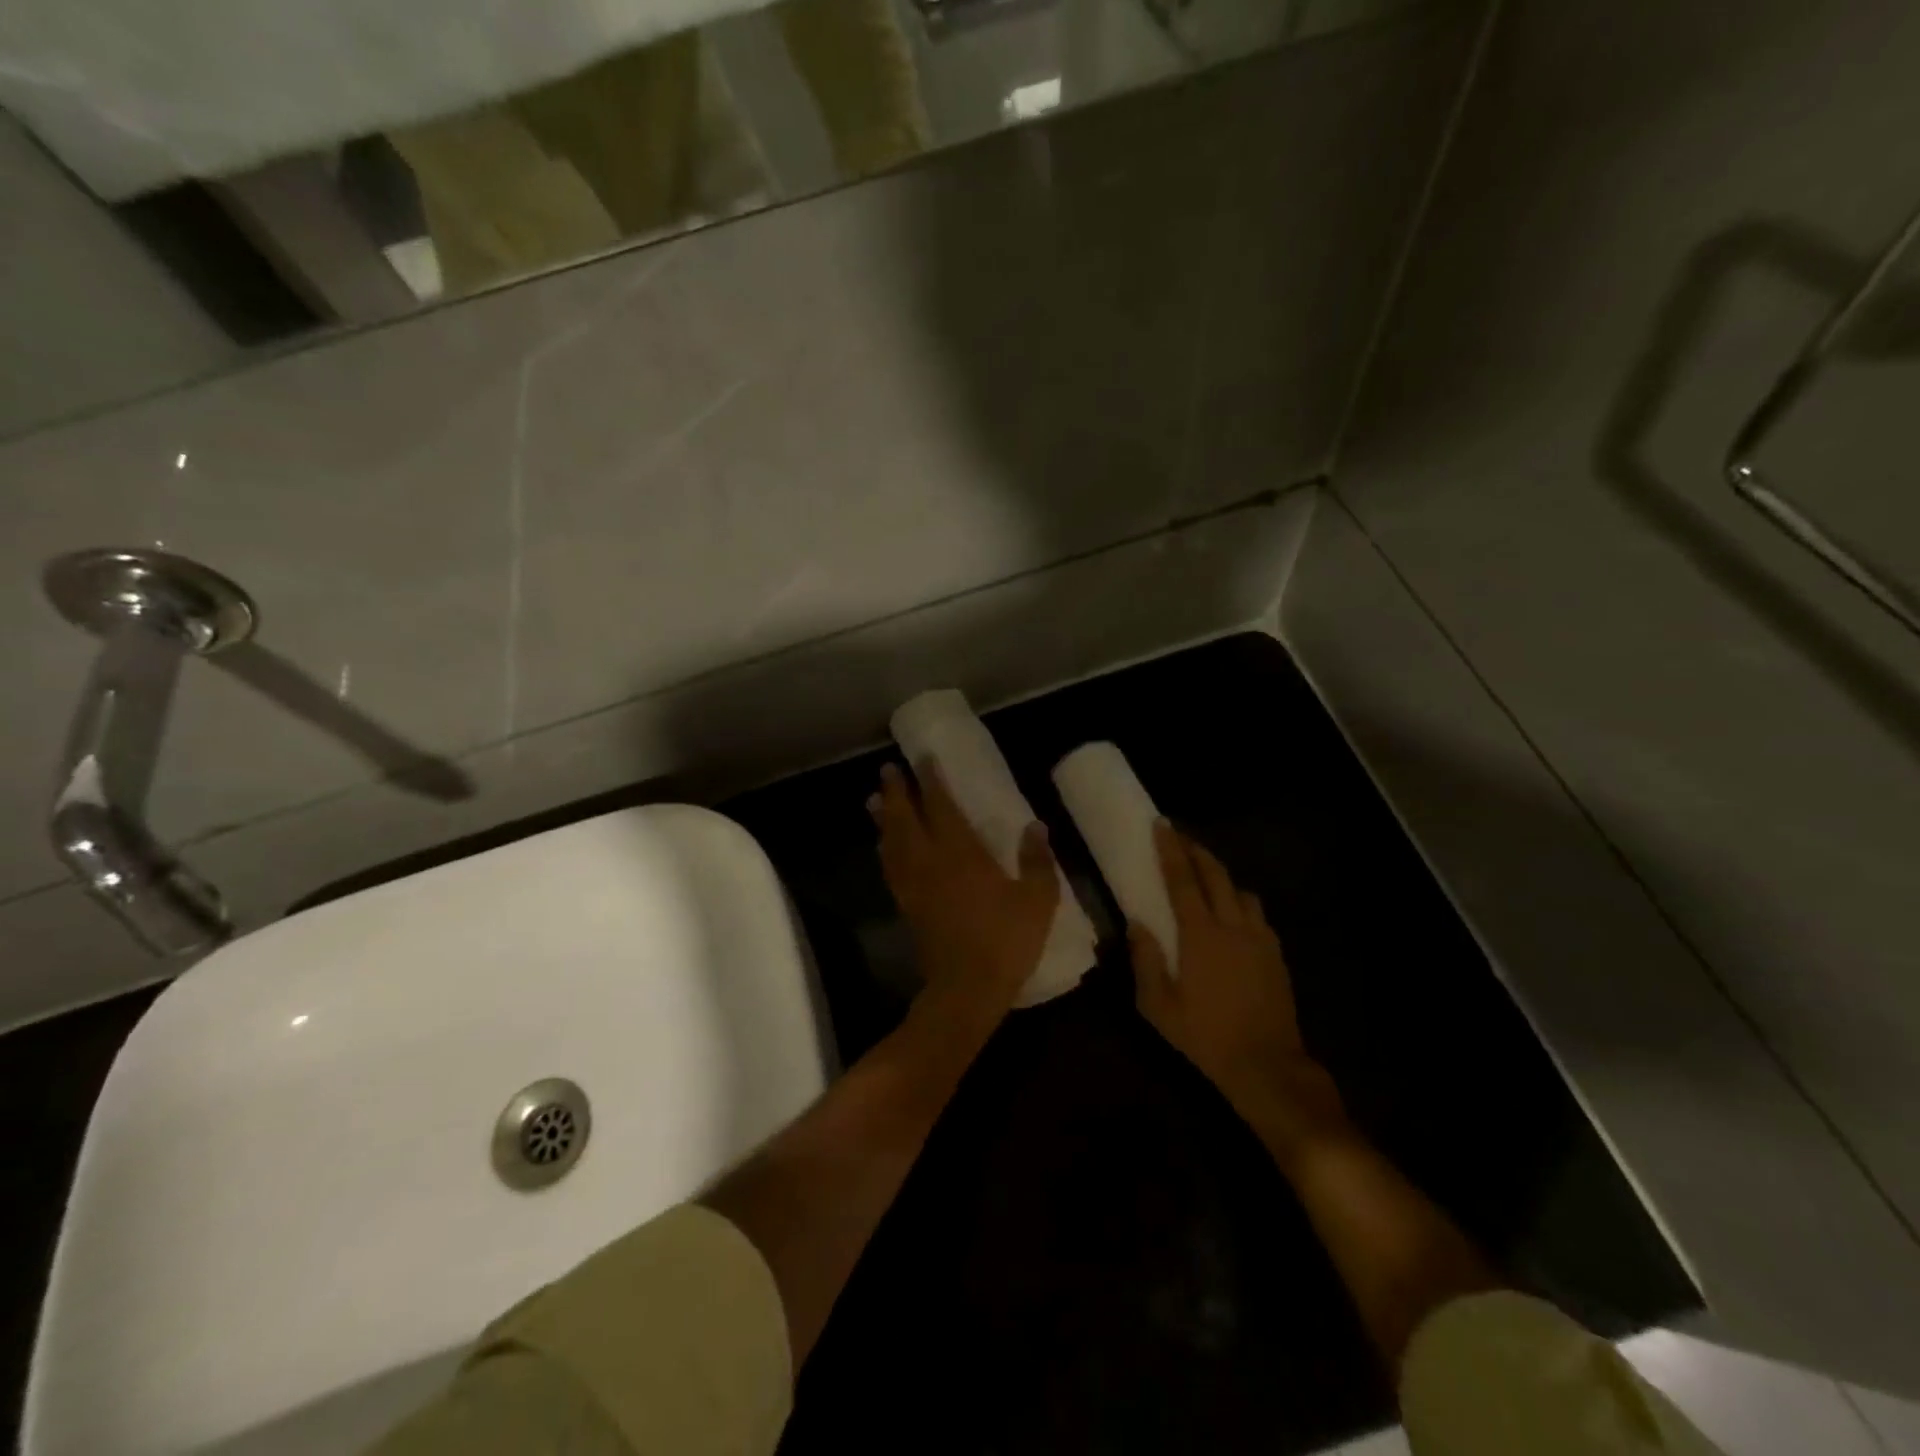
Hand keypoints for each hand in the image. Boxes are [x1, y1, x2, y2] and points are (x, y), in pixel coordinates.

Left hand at [870, 760, 1059, 1016]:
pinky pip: (890, 868)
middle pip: (906, 818)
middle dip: (897, 792)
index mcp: (961, 853)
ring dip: (884, 818)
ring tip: (875, 800)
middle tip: (888, 770)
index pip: (941, 806)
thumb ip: (1036, 861)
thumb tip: (1036, 827)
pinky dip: (884, 850)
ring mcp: (914, 884)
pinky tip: (884, 846)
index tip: (923, 759)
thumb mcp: (1037, 900)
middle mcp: (930, 861)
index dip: (932, 781)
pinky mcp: (907, 906)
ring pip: (892, 842)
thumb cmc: (1005, 941)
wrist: (966, 989)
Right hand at [1130, 822, 1343, 1160]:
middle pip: (1216, 874)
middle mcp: (1232, 926)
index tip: (1162, 824)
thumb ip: (1145, 959)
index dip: (1170, 850)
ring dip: (1221, 874)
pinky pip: (1257, 913)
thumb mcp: (1158, 1005)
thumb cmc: (1204, 1036)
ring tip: (1206, 872)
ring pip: (1241, 890)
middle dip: (1196, 850)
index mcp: (1200, 935)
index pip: (1183, 880)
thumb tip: (1136, 923)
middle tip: (1180, 836)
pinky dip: (1241, 900)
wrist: (1266, 1065)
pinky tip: (1233, 911)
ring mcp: (1259, 938)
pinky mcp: (1275, 953)